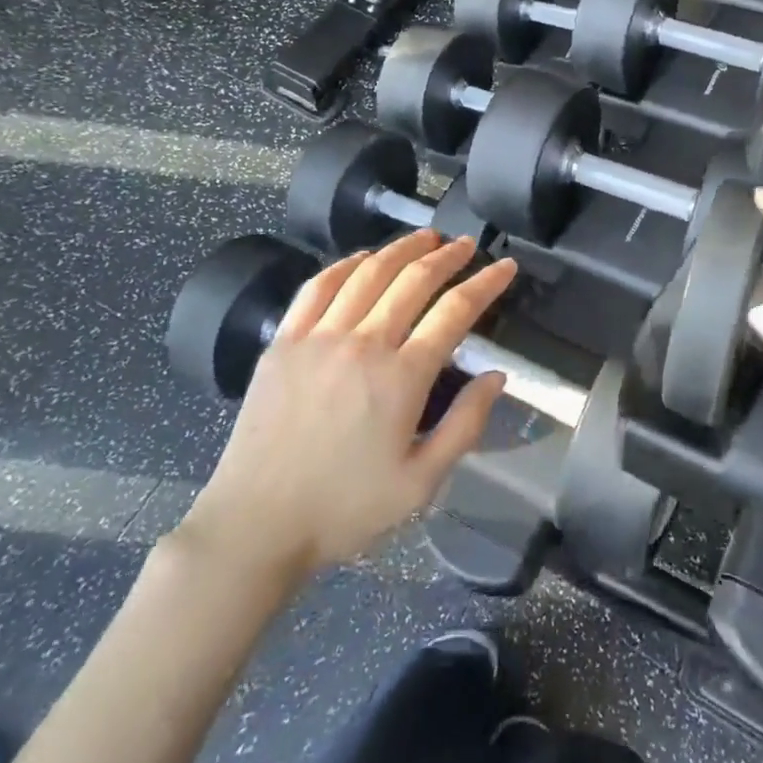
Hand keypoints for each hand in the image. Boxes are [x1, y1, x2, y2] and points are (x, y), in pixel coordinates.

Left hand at [177, 231, 515, 583]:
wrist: (256, 524)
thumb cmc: (345, 508)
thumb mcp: (421, 484)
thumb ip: (465, 426)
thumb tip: (497, 375)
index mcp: (401, 378)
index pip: (455, 311)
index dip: (486, 283)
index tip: (506, 266)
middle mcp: (363, 344)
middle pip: (413, 280)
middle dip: (448, 256)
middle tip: (467, 244)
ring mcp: (319, 337)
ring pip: (368, 272)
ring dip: (402, 248)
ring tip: (426, 237)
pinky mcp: (284, 340)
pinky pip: (318, 286)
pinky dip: (346, 264)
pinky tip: (363, 258)